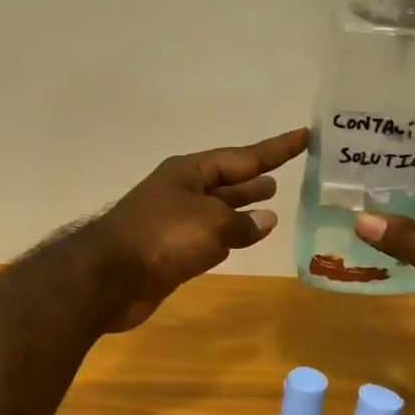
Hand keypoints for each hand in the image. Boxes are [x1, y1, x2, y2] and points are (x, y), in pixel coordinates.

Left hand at [86, 128, 308, 332]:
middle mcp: (182, 191)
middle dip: (253, 179)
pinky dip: (227, 237)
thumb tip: (265, 220)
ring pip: (217, 210)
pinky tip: (242, 240)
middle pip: (226, 181)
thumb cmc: (163, 237)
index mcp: (189, 172)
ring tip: (271, 206)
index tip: (304, 136)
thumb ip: (242, 222)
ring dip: (241, 208)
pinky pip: (207, 237)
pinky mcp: (170, 251)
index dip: (276, 149)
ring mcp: (174, 221)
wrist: (111, 278)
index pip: (243, 156)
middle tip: (282, 179)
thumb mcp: (212, 224)